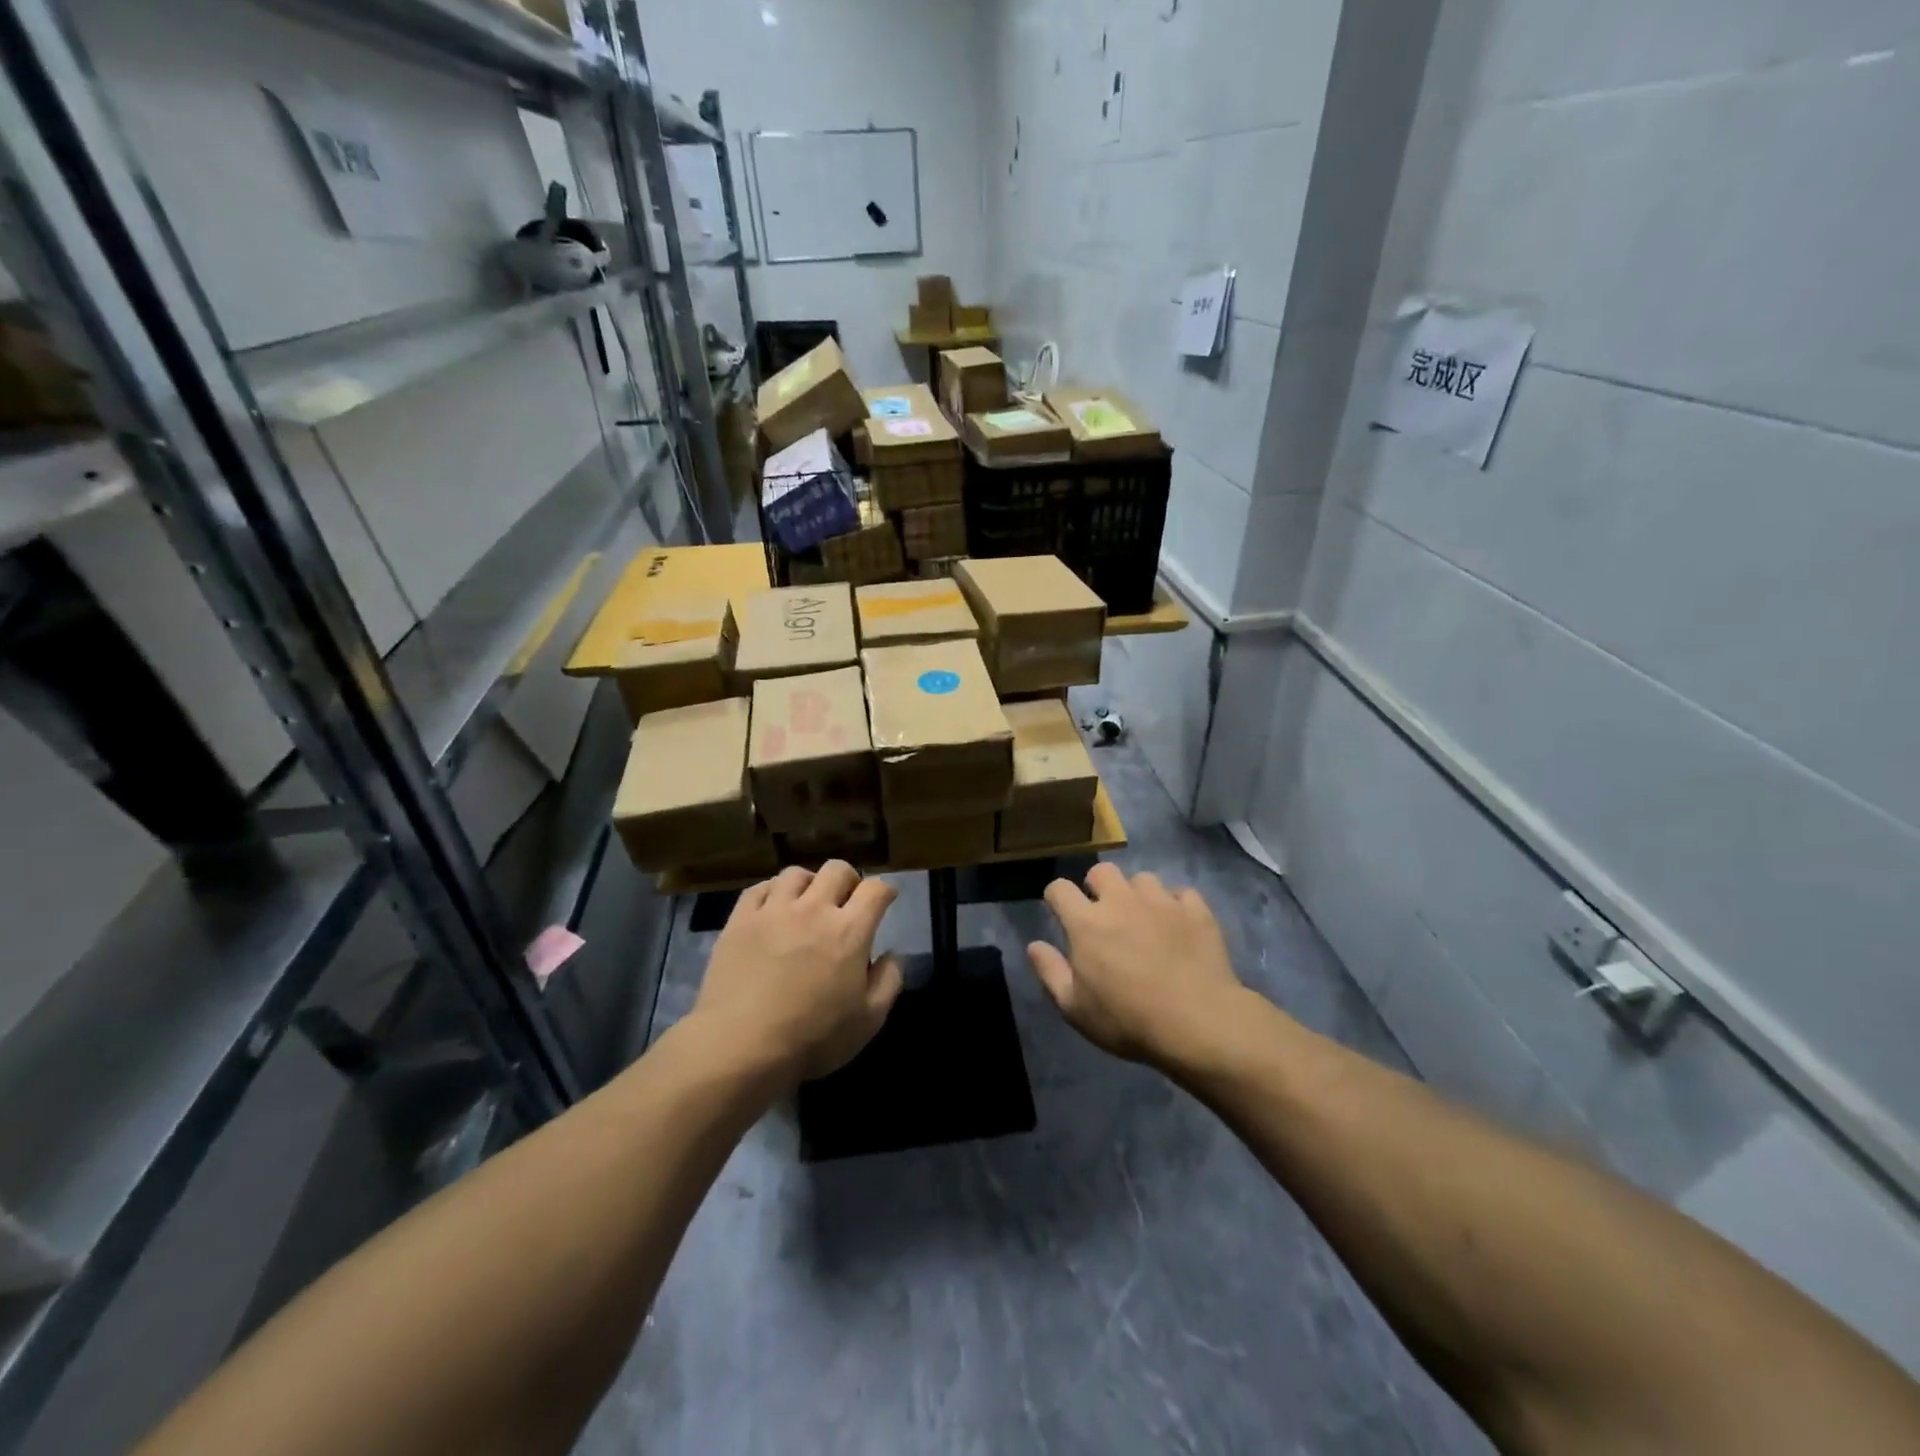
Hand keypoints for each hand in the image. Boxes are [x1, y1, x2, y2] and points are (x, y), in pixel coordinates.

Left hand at [693, 862, 903, 1082]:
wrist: (740, 1047)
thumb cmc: (811, 1038)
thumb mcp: (868, 1021)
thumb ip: (889, 981)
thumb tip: (892, 954)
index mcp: (849, 931)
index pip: (875, 890)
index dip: (885, 890)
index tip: (886, 899)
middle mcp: (814, 909)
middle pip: (837, 869)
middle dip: (849, 880)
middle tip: (847, 900)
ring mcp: (773, 911)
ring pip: (796, 874)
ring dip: (810, 883)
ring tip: (807, 902)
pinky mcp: (740, 920)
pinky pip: (759, 889)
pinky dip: (772, 892)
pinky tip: (773, 908)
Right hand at [1028, 864, 1245, 1067]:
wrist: (1198, 1022)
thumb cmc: (1128, 1019)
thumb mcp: (1075, 1008)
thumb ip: (1050, 972)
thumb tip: (1034, 945)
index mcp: (1086, 922)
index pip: (1059, 888)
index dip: (1056, 897)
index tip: (1060, 913)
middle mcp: (1121, 901)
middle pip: (1102, 871)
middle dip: (1097, 886)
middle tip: (1104, 913)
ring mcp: (1161, 902)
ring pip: (1142, 878)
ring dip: (1138, 894)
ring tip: (1144, 918)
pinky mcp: (1196, 910)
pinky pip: (1182, 893)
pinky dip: (1177, 905)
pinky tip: (1179, 925)